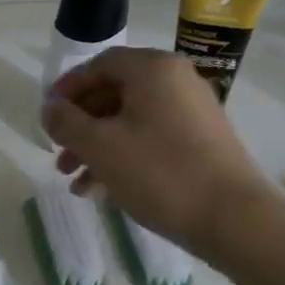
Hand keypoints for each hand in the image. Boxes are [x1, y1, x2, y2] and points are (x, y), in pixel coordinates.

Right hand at [43, 47, 284, 262]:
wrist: (235, 220)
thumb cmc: (159, 172)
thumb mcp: (99, 146)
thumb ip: (66, 122)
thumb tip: (50, 108)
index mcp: (152, 70)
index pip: (99, 65)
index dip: (68, 88)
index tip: (48, 116)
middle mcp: (175, 82)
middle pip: (114, 94)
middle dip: (81, 126)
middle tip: (58, 153)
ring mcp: (192, 113)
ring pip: (130, 121)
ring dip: (97, 147)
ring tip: (74, 181)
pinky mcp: (201, 143)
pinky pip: (151, 139)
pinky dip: (124, 158)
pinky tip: (101, 192)